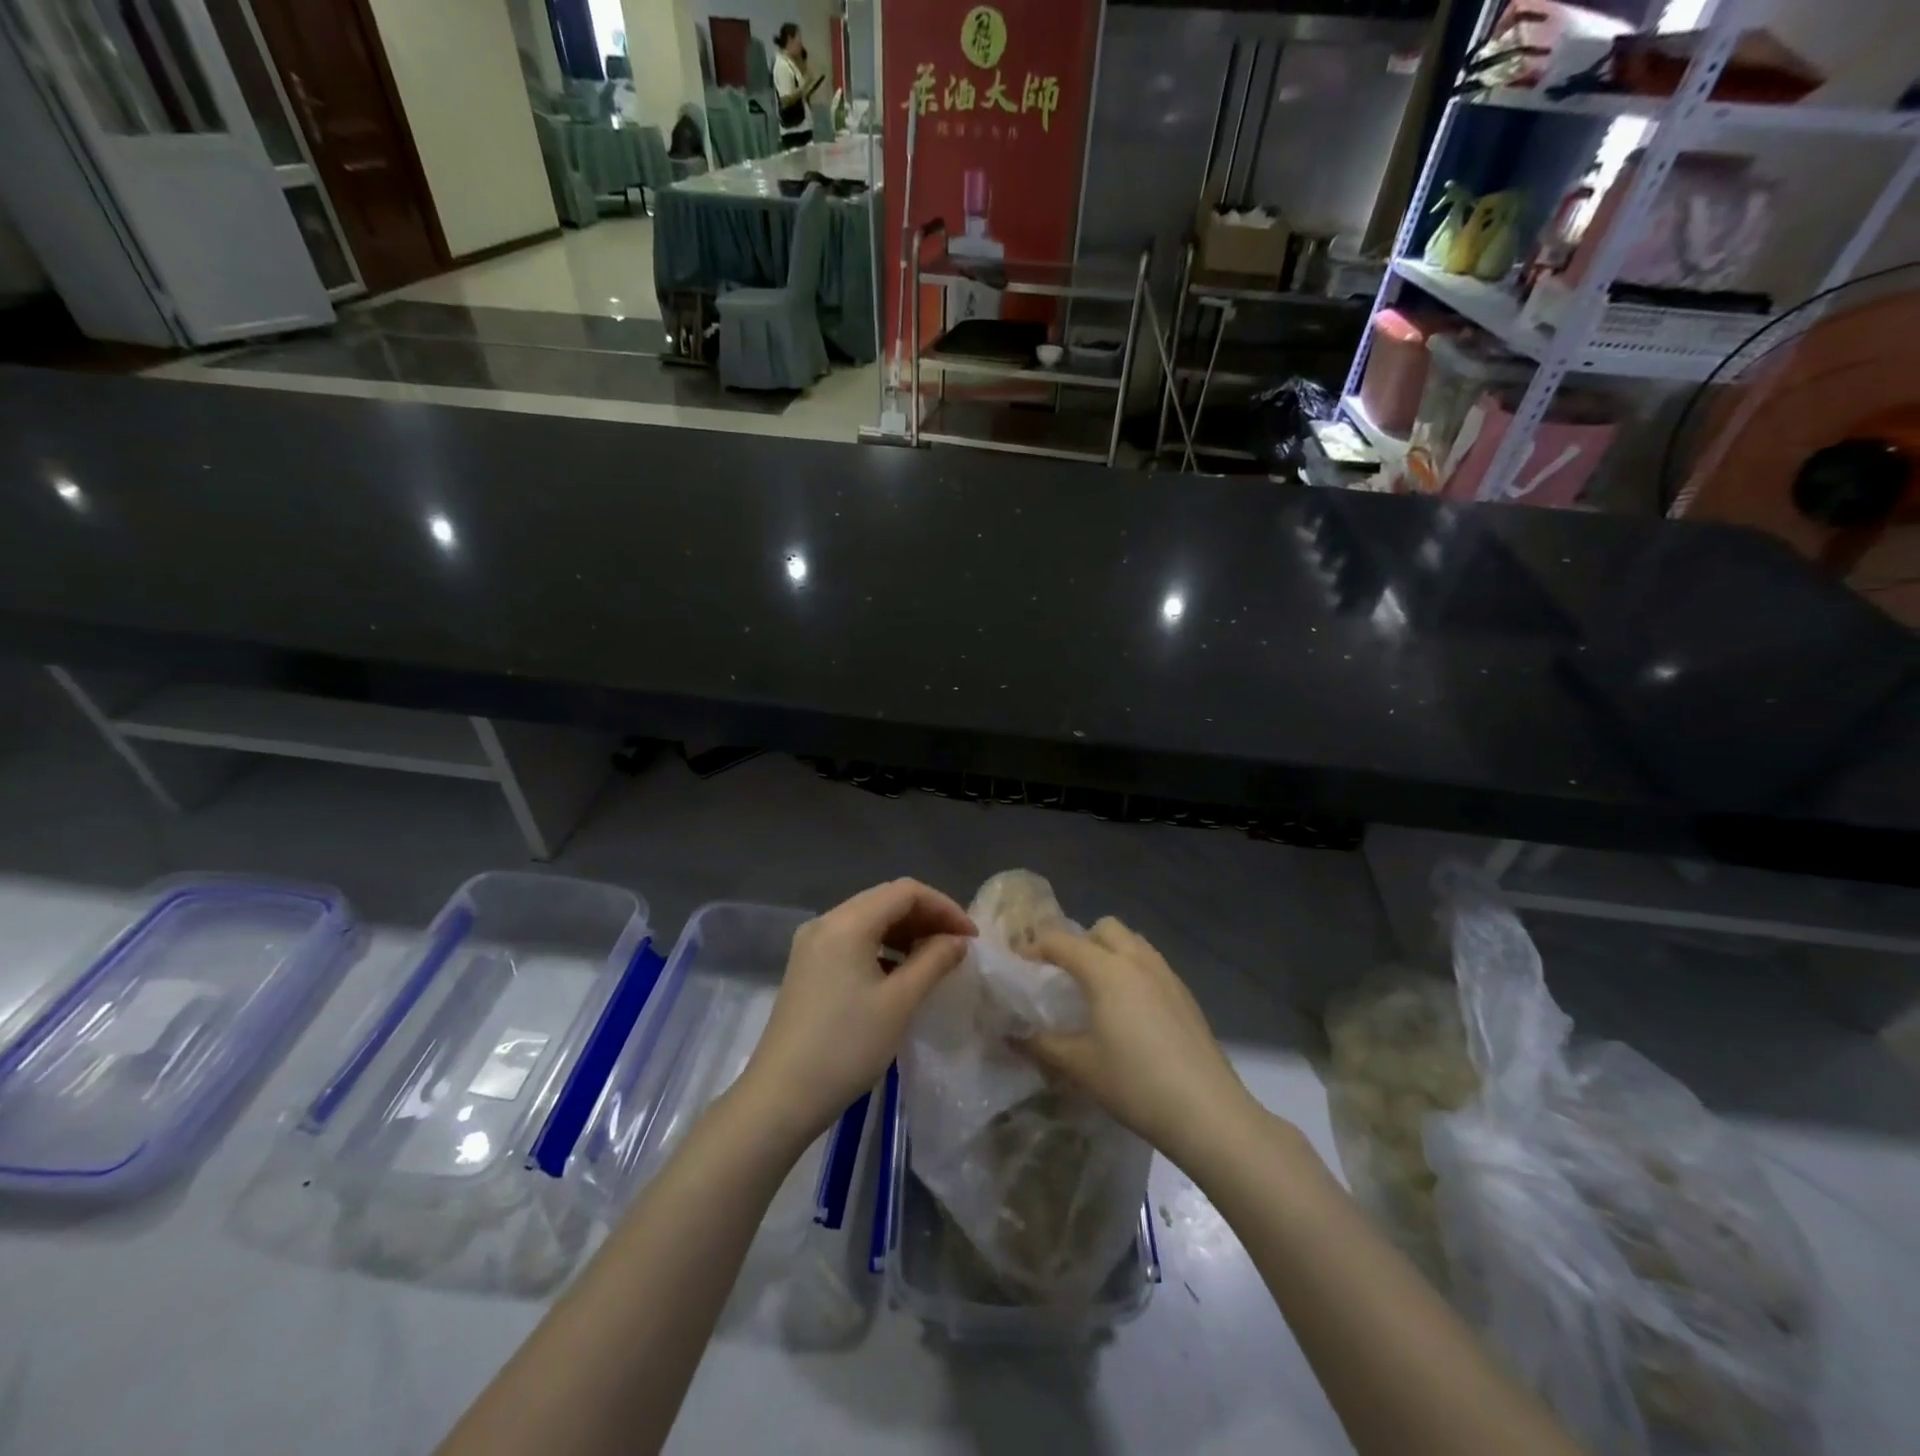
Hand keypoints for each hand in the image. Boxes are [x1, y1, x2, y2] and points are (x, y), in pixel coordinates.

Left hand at [739, 879, 973, 1143]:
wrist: (780, 1098)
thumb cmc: (846, 1047)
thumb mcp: (899, 1003)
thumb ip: (934, 961)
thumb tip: (958, 940)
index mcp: (847, 922)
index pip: (905, 892)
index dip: (943, 907)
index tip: (970, 937)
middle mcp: (826, 922)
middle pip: (885, 900)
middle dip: (926, 917)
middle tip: (957, 946)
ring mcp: (812, 944)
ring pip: (869, 919)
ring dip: (905, 932)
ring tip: (934, 959)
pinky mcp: (808, 966)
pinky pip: (853, 940)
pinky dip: (883, 947)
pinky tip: (900, 973)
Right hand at [1020, 918, 1261, 1168]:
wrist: (1207, 1111)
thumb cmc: (1134, 1084)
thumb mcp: (1079, 1065)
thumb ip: (1041, 1044)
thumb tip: (1011, 1036)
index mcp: (1105, 969)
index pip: (1061, 941)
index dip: (1035, 947)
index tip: (1019, 963)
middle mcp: (1136, 960)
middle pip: (1103, 928)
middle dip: (1079, 941)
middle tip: (1064, 973)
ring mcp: (1166, 974)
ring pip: (1132, 942)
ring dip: (1110, 951)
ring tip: (1097, 988)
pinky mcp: (1186, 994)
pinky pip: (1151, 964)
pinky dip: (1133, 971)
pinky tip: (1131, 1011)